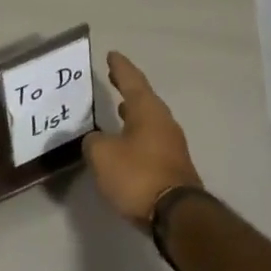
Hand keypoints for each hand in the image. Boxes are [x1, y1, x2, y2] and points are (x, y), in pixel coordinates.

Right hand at [83, 51, 202, 227]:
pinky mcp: (172, 166)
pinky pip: (150, 141)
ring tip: (119, 108)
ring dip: (133, 113)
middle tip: (114, 77)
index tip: (112, 55)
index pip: (132, 81)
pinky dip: (136, 134)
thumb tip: (97, 140)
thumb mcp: (102, 155)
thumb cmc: (137, 175)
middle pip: (144, 99)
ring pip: (149, 121)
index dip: (120, 67)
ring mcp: (171, 145)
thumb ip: (94, 142)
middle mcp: (163, 122)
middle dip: (128, 88)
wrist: (176, 216)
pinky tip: (125, 142)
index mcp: (147, 111)